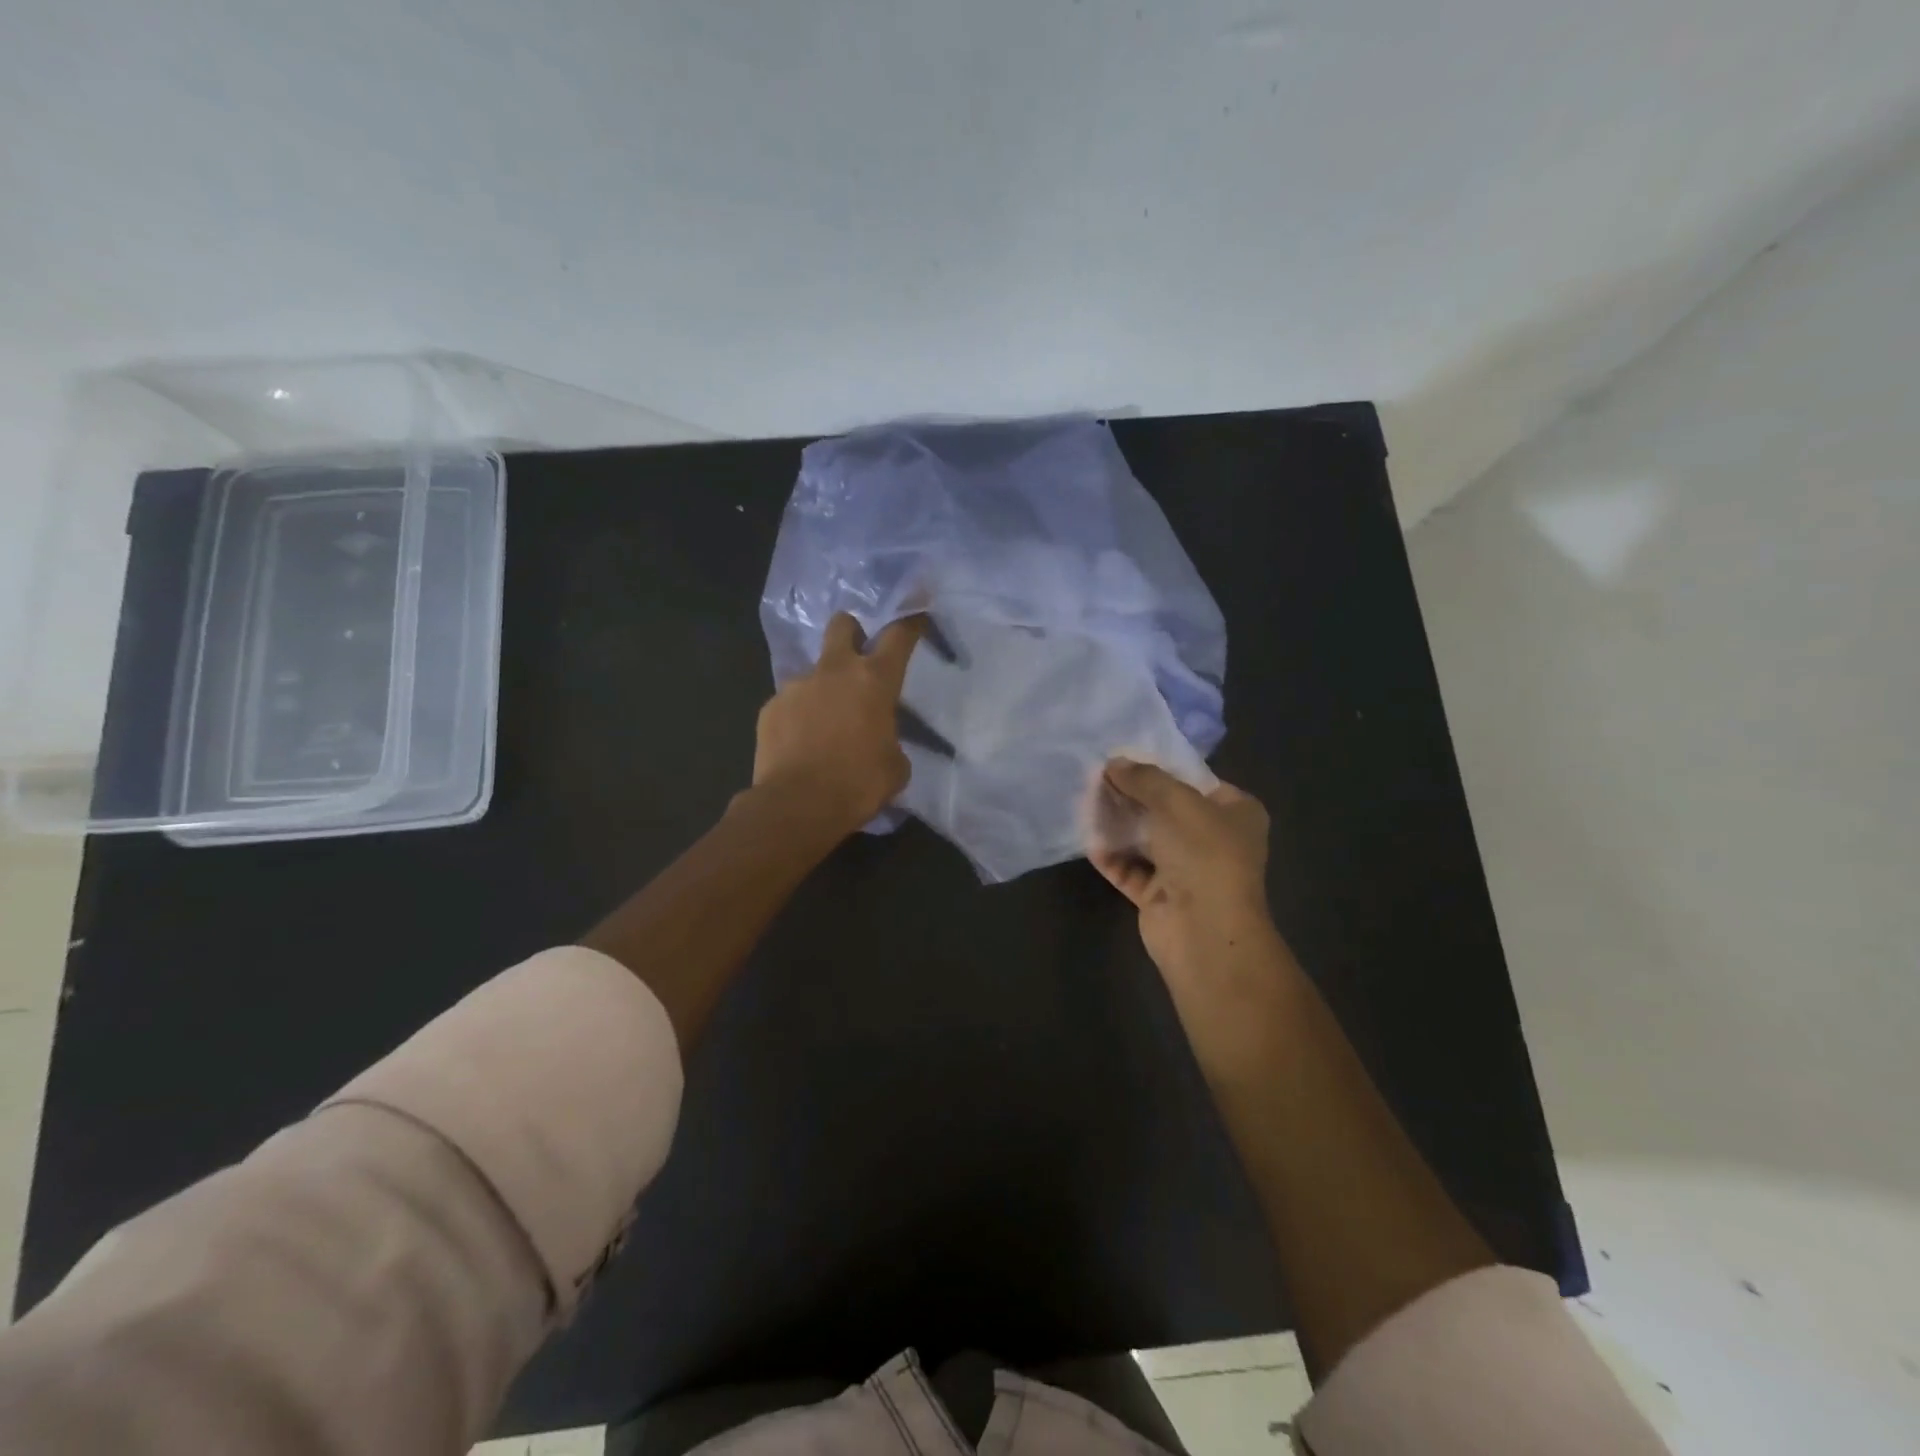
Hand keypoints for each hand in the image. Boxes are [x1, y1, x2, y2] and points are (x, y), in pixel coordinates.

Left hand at [753, 612, 924, 835]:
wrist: (797, 806)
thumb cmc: (858, 784)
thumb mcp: (895, 766)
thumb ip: (891, 740)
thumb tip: (880, 741)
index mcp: (873, 680)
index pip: (898, 636)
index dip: (909, 623)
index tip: (915, 617)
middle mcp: (833, 672)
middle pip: (842, 625)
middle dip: (852, 630)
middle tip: (858, 651)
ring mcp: (796, 687)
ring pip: (814, 673)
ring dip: (823, 689)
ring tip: (825, 724)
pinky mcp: (770, 708)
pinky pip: (790, 704)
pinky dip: (799, 717)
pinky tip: (801, 744)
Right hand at [1087, 759, 1293, 1073]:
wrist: (1204, 930)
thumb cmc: (1204, 853)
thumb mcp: (1176, 800)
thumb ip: (1144, 778)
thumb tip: (1113, 763)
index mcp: (1235, 812)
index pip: (1195, 780)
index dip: (1160, 767)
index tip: (1124, 757)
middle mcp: (1214, 839)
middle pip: (1165, 809)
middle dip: (1132, 794)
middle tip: (1096, 777)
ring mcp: (1186, 870)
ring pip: (1145, 839)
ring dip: (1117, 823)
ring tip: (1084, 801)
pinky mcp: (1159, 896)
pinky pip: (1130, 869)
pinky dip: (1111, 855)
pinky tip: (1087, 839)